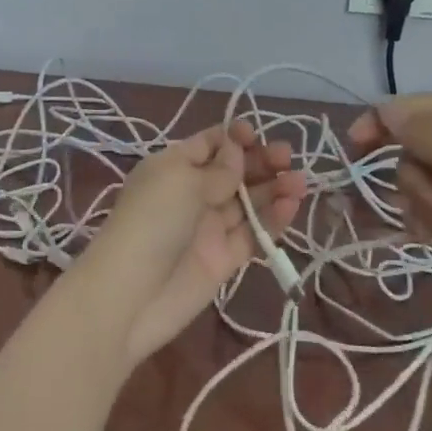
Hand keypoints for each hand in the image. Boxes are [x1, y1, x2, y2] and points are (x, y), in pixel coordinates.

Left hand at [78, 122, 305, 365]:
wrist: (131, 295)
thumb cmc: (152, 222)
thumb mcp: (181, 181)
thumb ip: (218, 169)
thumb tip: (237, 150)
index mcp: (173, 167)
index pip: (209, 144)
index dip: (234, 137)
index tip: (256, 135)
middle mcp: (192, 194)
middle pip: (233, 171)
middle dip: (260, 161)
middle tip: (287, 157)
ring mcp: (209, 227)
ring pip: (248, 202)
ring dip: (274, 188)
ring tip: (300, 181)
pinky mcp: (224, 259)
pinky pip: (253, 234)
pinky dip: (273, 219)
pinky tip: (292, 205)